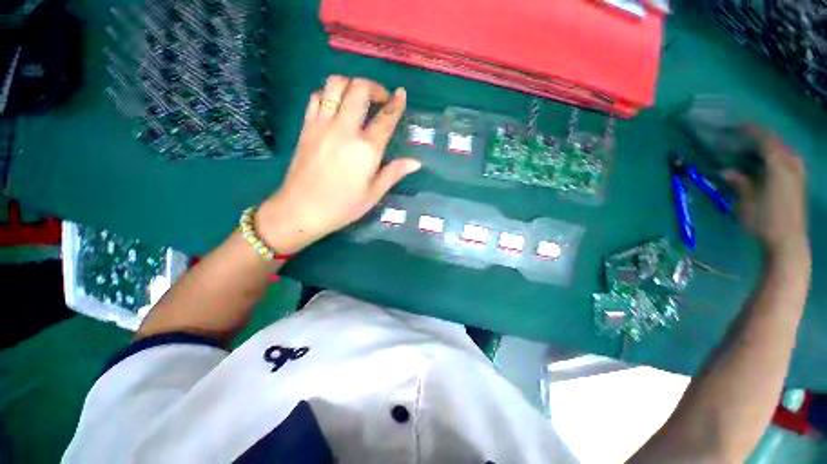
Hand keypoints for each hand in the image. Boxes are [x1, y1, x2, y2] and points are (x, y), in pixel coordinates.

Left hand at [256, 76, 420, 253]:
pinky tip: (336, 107)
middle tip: (381, 99)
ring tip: (359, 98)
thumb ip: (394, 173)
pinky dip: (329, 94)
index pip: (385, 118)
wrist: (301, 210)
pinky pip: (316, 97)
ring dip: (351, 84)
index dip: (396, 103)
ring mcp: (322, 124)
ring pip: (335, 84)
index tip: (402, 94)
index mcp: (366, 149)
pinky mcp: (306, 126)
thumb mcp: (373, 194)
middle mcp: (344, 129)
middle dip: (374, 87)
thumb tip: (416, 162)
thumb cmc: (342, 206)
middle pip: (359, 89)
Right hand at [724, 126, 808, 261]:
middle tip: (743, 138)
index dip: (751, 132)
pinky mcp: (799, 184)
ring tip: (754, 150)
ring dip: (770, 148)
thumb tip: (727, 171)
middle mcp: (791, 166)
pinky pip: (788, 161)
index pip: (765, 141)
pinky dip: (776, 157)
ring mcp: (798, 175)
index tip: (736, 126)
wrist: (788, 242)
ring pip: (785, 152)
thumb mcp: (746, 202)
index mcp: (778, 167)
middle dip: (761, 138)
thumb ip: (740, 183)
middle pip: (777, 144)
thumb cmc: (765, 221)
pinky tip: (767, 163)